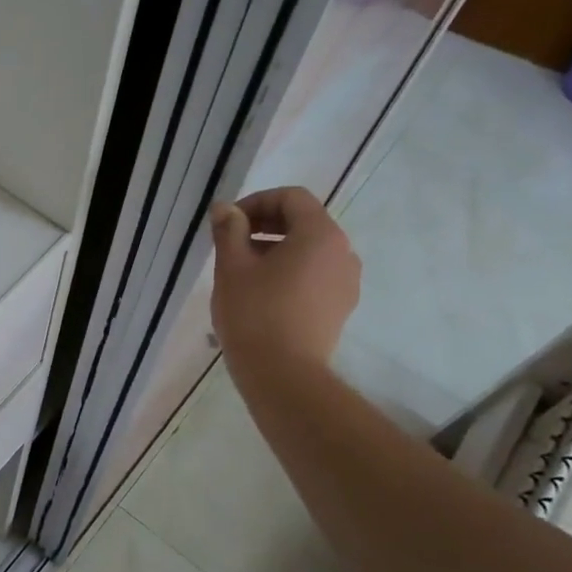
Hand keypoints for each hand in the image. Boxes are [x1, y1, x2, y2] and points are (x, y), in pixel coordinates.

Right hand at [208, 186, 360, 378]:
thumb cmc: (254, 314)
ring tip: (243, 270)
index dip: (256, 202)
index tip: (228, 222)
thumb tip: (225, 208)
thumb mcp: (232, 267)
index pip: (291, 198)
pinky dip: (290, 271)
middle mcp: (342, 251)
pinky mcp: (341, 306)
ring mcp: (346, 281)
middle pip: (304, 221)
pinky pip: (316, 274)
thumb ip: (229, 230)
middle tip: (231, 243)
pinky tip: (263, 293)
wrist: (284, 374)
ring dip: (277, 248)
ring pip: (310, 249)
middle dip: (265, 224)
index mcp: (319, 234)